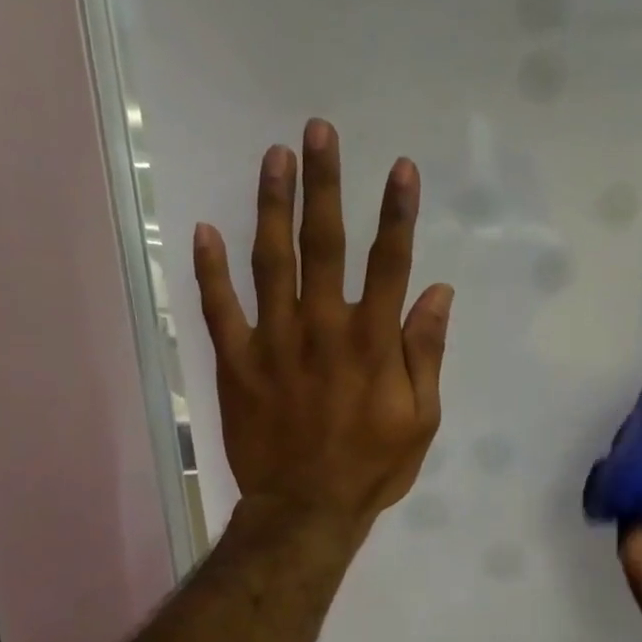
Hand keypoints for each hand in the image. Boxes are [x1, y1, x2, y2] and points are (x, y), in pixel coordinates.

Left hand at [193, 119, 451, 552]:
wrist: (307, 510)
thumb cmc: (374, 466)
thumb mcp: (421, 419)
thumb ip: (426, 353)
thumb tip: (437, 293)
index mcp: (372, 343)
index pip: (389, 264)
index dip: (396, 214)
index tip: (400, 168)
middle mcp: (322, 329)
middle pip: (324, 245)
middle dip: (324, 184)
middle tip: (319, 131)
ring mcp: (273, 342)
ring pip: (270, 262)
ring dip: (272, 206)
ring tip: (274, 156)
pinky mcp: (236, 363)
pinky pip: (218, 309)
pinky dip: (208, 269)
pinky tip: (204, 228)